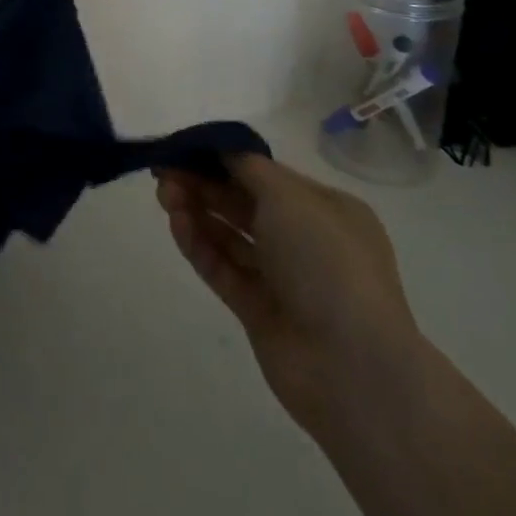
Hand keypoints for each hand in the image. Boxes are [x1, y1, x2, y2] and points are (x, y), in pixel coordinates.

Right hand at [157, 156, 420, 431]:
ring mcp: (282, 279)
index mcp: (325, 210)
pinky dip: (199, 244)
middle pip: (243, 203)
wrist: (352, 368)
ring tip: (164, 195)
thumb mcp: (290, 198)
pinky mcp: (258, 311)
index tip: (185, 147)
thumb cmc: (328, 263)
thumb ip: (248, 167)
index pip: (266, 175)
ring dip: (197, 211)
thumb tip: (221, 148)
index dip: (224, 158)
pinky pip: (223, 268)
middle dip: (204, 184)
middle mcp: (306, 241)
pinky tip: (176, 223)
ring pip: (229, 236)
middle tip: (163, 171)